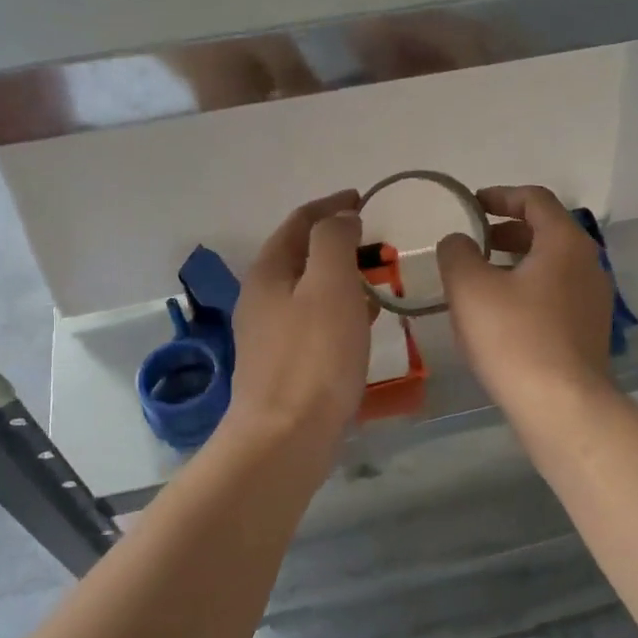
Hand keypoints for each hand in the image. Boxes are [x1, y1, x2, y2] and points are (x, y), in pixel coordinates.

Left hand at [228, 191, 369, 444]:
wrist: (284, 438)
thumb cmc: (313, 356)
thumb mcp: (329, 285)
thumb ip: (334, 241)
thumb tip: (340, 216)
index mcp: (269, 272)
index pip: (299, 222)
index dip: (330, 205)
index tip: (363, 198)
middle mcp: (262, 298)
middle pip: (301, 256)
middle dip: (336, 243)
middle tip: (374, 242)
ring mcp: (269, 335)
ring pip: (309, 292)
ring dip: (340, 279)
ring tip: (376, 282)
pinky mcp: (283, 366)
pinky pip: (315, 324)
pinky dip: (340, 312)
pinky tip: (363, 326)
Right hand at [436, 186, 614, 413]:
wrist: (562, 406)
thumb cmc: (514, 338)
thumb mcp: (470, 288)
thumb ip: (457, 253)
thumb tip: (458, 242)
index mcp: (565, 242)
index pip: (535, 199)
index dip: (500, 195)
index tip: (472, 204)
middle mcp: (588, 264)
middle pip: (547, 231)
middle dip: (507, 231)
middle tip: (474, 242)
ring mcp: (594, 300)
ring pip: (551, 266)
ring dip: (516, 263)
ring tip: (482, 279)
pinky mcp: (589, 332)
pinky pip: (556, 295)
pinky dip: (528, 290)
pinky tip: (502, 315)